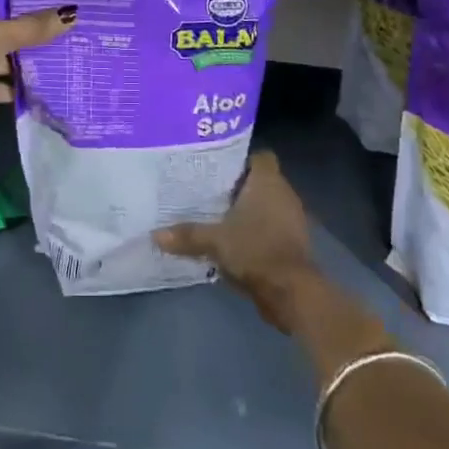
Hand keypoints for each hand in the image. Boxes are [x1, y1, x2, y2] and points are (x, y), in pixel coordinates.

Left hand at [0, 0, 72, 137]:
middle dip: (30, 35)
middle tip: (68, 34)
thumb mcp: (2, 34)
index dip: (28, 1)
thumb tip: (73, 13)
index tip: (59, 5)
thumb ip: (35, 27)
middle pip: (2, 28)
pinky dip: (12, 88)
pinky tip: (41, 90)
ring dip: (22, 63)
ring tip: (61, 61)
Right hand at [155, 153, 318, 332]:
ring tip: (217, 215)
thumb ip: (187, 235)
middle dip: (238, 186)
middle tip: (209, 190)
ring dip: (248, 211)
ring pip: (266, 205)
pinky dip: (256, 231)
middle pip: (260, 181)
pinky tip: (234, 241)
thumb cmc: (256, 250)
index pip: (259, 156)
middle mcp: (284, 193)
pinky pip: (271, 227)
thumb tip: (155, 234)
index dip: (241, 159)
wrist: (292, 292)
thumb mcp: (215, 241)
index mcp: (268, 181)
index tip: (218, 166)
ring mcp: (292, 219)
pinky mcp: (293, 243)